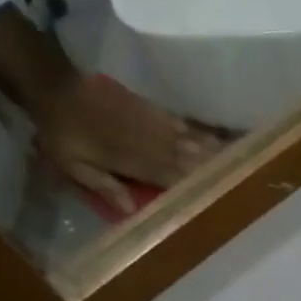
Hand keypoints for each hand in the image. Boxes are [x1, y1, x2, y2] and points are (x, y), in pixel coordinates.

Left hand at [0, 5, 221, 216]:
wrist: (56, 88)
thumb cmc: (62, 134)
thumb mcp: (73, 165)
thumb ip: (103, 185)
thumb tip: (131, 212)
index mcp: (133, 160)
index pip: (171, 178)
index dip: (194, 187)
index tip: (219, 195)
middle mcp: (151, 142)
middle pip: (189, 159)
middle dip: (215, 169)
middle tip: (244, 177)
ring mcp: (154, 124)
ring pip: (192, 141)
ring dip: (215, 152)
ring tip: (241, 159)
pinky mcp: (153, 110)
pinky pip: (184, 124)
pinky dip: (202, 133)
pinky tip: (218, 138)